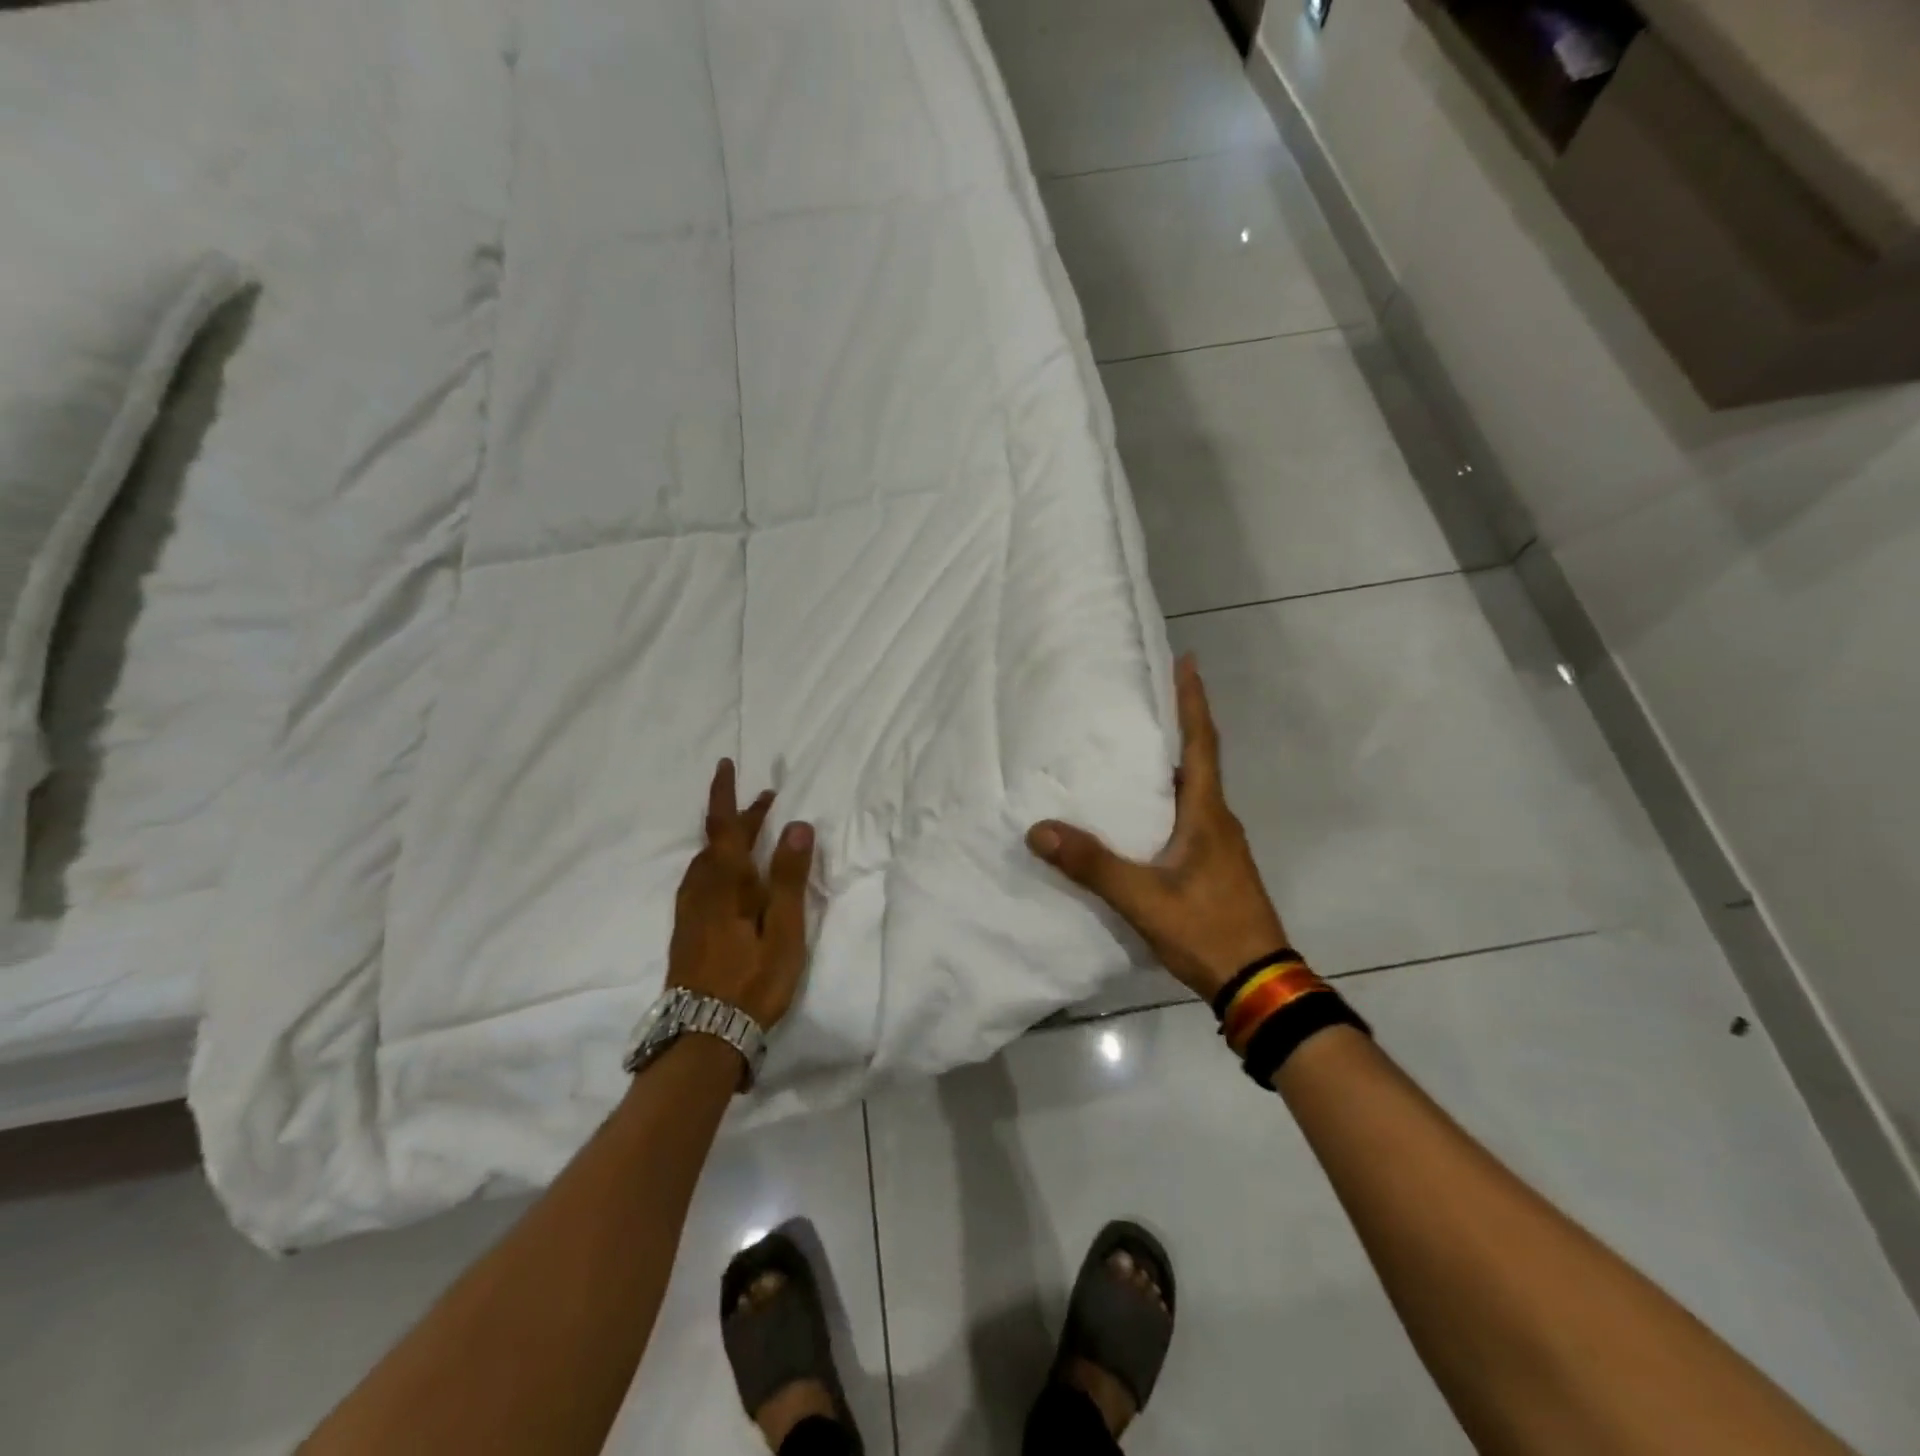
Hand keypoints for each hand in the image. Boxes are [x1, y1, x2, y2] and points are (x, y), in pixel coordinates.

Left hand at [668, 759, 815, 1028]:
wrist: (702, 1036)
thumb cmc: (752, 982)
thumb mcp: (784, 931)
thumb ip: (788, 878)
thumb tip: (796, 825)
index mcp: (727, 884)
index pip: (725, 827)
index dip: (726, 795)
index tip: (727, 765)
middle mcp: (702, 891)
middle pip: (716, 842)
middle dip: (738, 816)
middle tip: (765, 800)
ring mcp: (690, 913)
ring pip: (707, 862)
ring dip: (728, 840)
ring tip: (752, 833)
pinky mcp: (687, 932)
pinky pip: (701, 881)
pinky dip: (718, 864)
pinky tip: (729, 878)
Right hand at [1026, 654, 1289, 1001]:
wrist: (1258, 984)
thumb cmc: (1208, 930)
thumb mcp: (1144, 898)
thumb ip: (1092, 864)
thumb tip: (1039, 830)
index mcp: (1207, 813)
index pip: (1201, 744)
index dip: (1193, 702)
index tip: (1187, 661)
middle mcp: (1217, 820)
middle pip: (1196, 761)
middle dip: (1176, 725)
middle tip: (1143, 699)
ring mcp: (1219, 846)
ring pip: (1191, 791)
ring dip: (1169, 764)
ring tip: (1130, 748)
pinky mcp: (1213, 868)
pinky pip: (1186, 819)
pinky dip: (1164, 801)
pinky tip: (1137, 814)